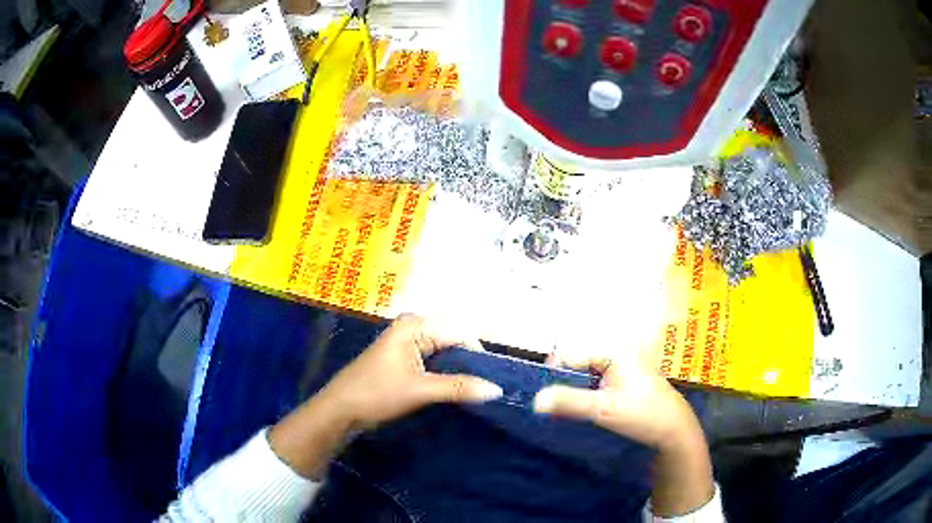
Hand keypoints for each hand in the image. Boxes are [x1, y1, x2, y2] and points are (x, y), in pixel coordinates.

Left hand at [316, 314, 503, 429]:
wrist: (340, 410)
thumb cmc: (376, 393)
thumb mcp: (420, 390)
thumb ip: (459, 387)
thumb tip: (497, 390)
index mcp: (415, 325)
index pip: (460, 333)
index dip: (479, 355)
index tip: (494, 379)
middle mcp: (413, 327)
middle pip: (453, 340)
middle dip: (470, 362)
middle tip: (488, 387)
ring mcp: (407, 342)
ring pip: (445, 352)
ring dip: (460, 369)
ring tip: (477, 389)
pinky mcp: (404, 358)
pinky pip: (434, 360)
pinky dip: (447, 373)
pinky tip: (457, 388)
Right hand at [533, 351, 696, 449]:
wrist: (674, 431)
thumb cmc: (643, 415)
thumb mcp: (604, 410)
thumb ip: (569, 402)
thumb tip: (534, 400)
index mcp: (614, 350)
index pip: (570, 354)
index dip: (553, 375)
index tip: (544, 399)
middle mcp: (617, 351)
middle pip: (576, 361)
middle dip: (561, 382)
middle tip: (552, 407)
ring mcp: (620, 365)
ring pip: (583, 372)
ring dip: (571, 390)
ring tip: (563, 410)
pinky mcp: (622, 379)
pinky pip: (593, 380)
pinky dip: (583, 394)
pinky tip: (580, 410)